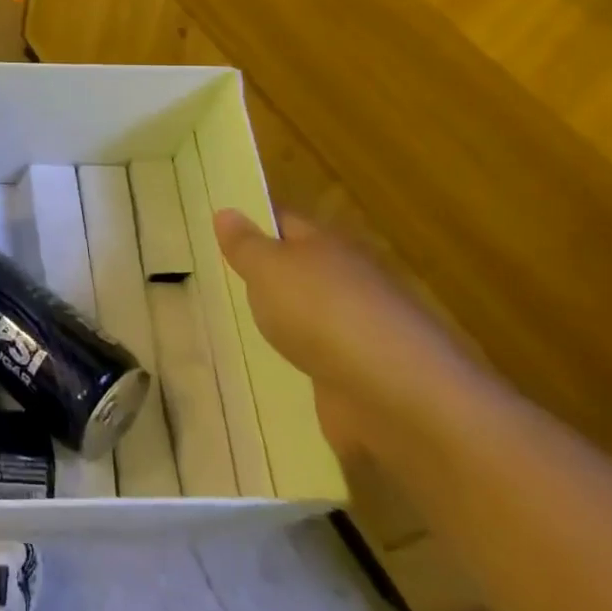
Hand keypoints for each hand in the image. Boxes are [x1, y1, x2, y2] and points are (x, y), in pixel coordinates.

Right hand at [213, 209, 477, 463]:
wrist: (398, 398)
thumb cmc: (324, 314)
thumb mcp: (269, 269)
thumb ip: (245, 245)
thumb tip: (226, 211)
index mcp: (328, 246)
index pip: (284, 222)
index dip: (252, 223)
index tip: (214, 231)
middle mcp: (348, 282)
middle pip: (298, 272)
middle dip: (264, 277)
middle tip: (213, 281)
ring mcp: (358, 333)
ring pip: (308, 319)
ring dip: (281, 325)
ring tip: (231, 330)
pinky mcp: (360, 381)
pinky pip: (317, 365)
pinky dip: (297, 368)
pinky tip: (266, 375)